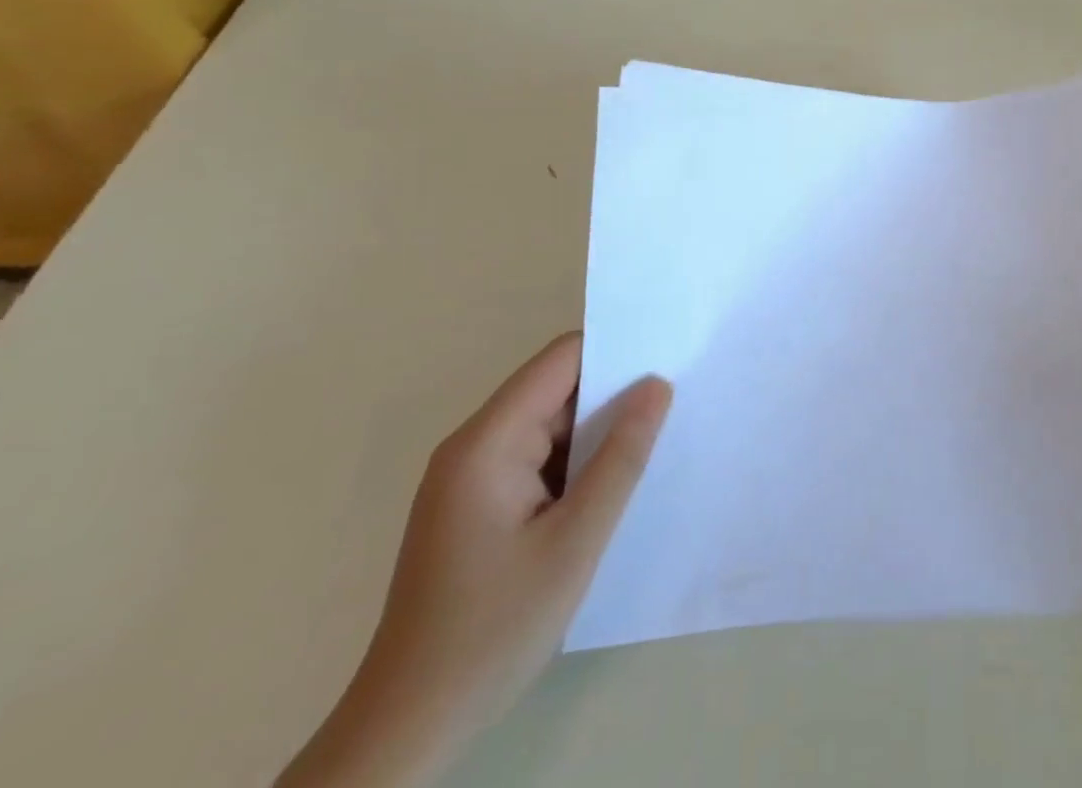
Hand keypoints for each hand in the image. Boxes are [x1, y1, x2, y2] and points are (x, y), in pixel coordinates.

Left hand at [278, 336, 671, 787]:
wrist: (407, 730)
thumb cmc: (493, 630)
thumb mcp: (575, 541)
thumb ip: (620, 458)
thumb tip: (657, 385)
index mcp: (487, 442)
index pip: (560, 360)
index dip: (615, 351)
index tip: (668, 358)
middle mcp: (474, 446)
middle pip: (556, 389)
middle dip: (612, 395)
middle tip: (673, 406)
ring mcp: (471, 478)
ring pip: (550, 426)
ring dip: (596, 434)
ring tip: (652, 446)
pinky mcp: (476, 506)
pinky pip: (536, 459)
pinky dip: (575, 464)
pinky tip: (608, 488)